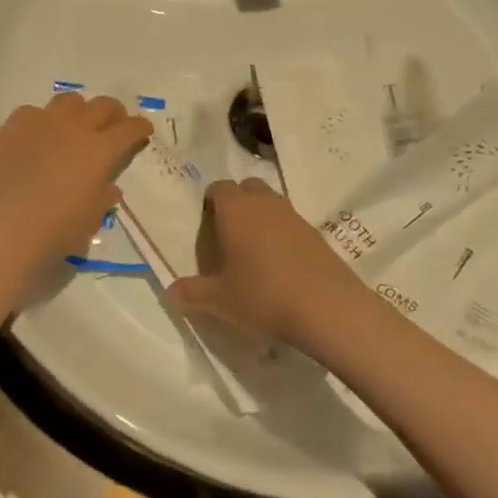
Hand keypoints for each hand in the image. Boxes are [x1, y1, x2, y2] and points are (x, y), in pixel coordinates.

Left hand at [0, 93, 152, 269]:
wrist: (4, 225)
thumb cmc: (56, 230)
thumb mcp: (90, 219)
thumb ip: (102, 198)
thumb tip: (108, 188)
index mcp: (101, 150)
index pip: (129, 129)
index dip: (139, 127)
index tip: (143, 128)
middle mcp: (75, 128)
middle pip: (102, 105)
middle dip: (113, 112)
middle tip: (113, 123)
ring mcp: (42, 122)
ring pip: (68, 101)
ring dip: (78, 110)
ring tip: (74, 124)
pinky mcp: (12, 126)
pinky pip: (32, 112)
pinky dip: (40, 121)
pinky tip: (35, 137)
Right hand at [169, 177, 372, 351]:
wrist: (328, 309)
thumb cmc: (263, 296)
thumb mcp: (220, 300)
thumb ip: (192, 293)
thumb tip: (170, 292)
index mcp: (235, 209)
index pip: (218, 188)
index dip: (210, 202)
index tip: (206, 225)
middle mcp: (264, 203)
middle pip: (247, 188)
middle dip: (237, 203)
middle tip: (229, 234)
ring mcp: (294, 216)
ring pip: (272, 204)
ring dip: (262, 218)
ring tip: (254, 250)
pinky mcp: (317, 234)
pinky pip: (291, 224)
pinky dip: (283, 235)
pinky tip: (281, 265)